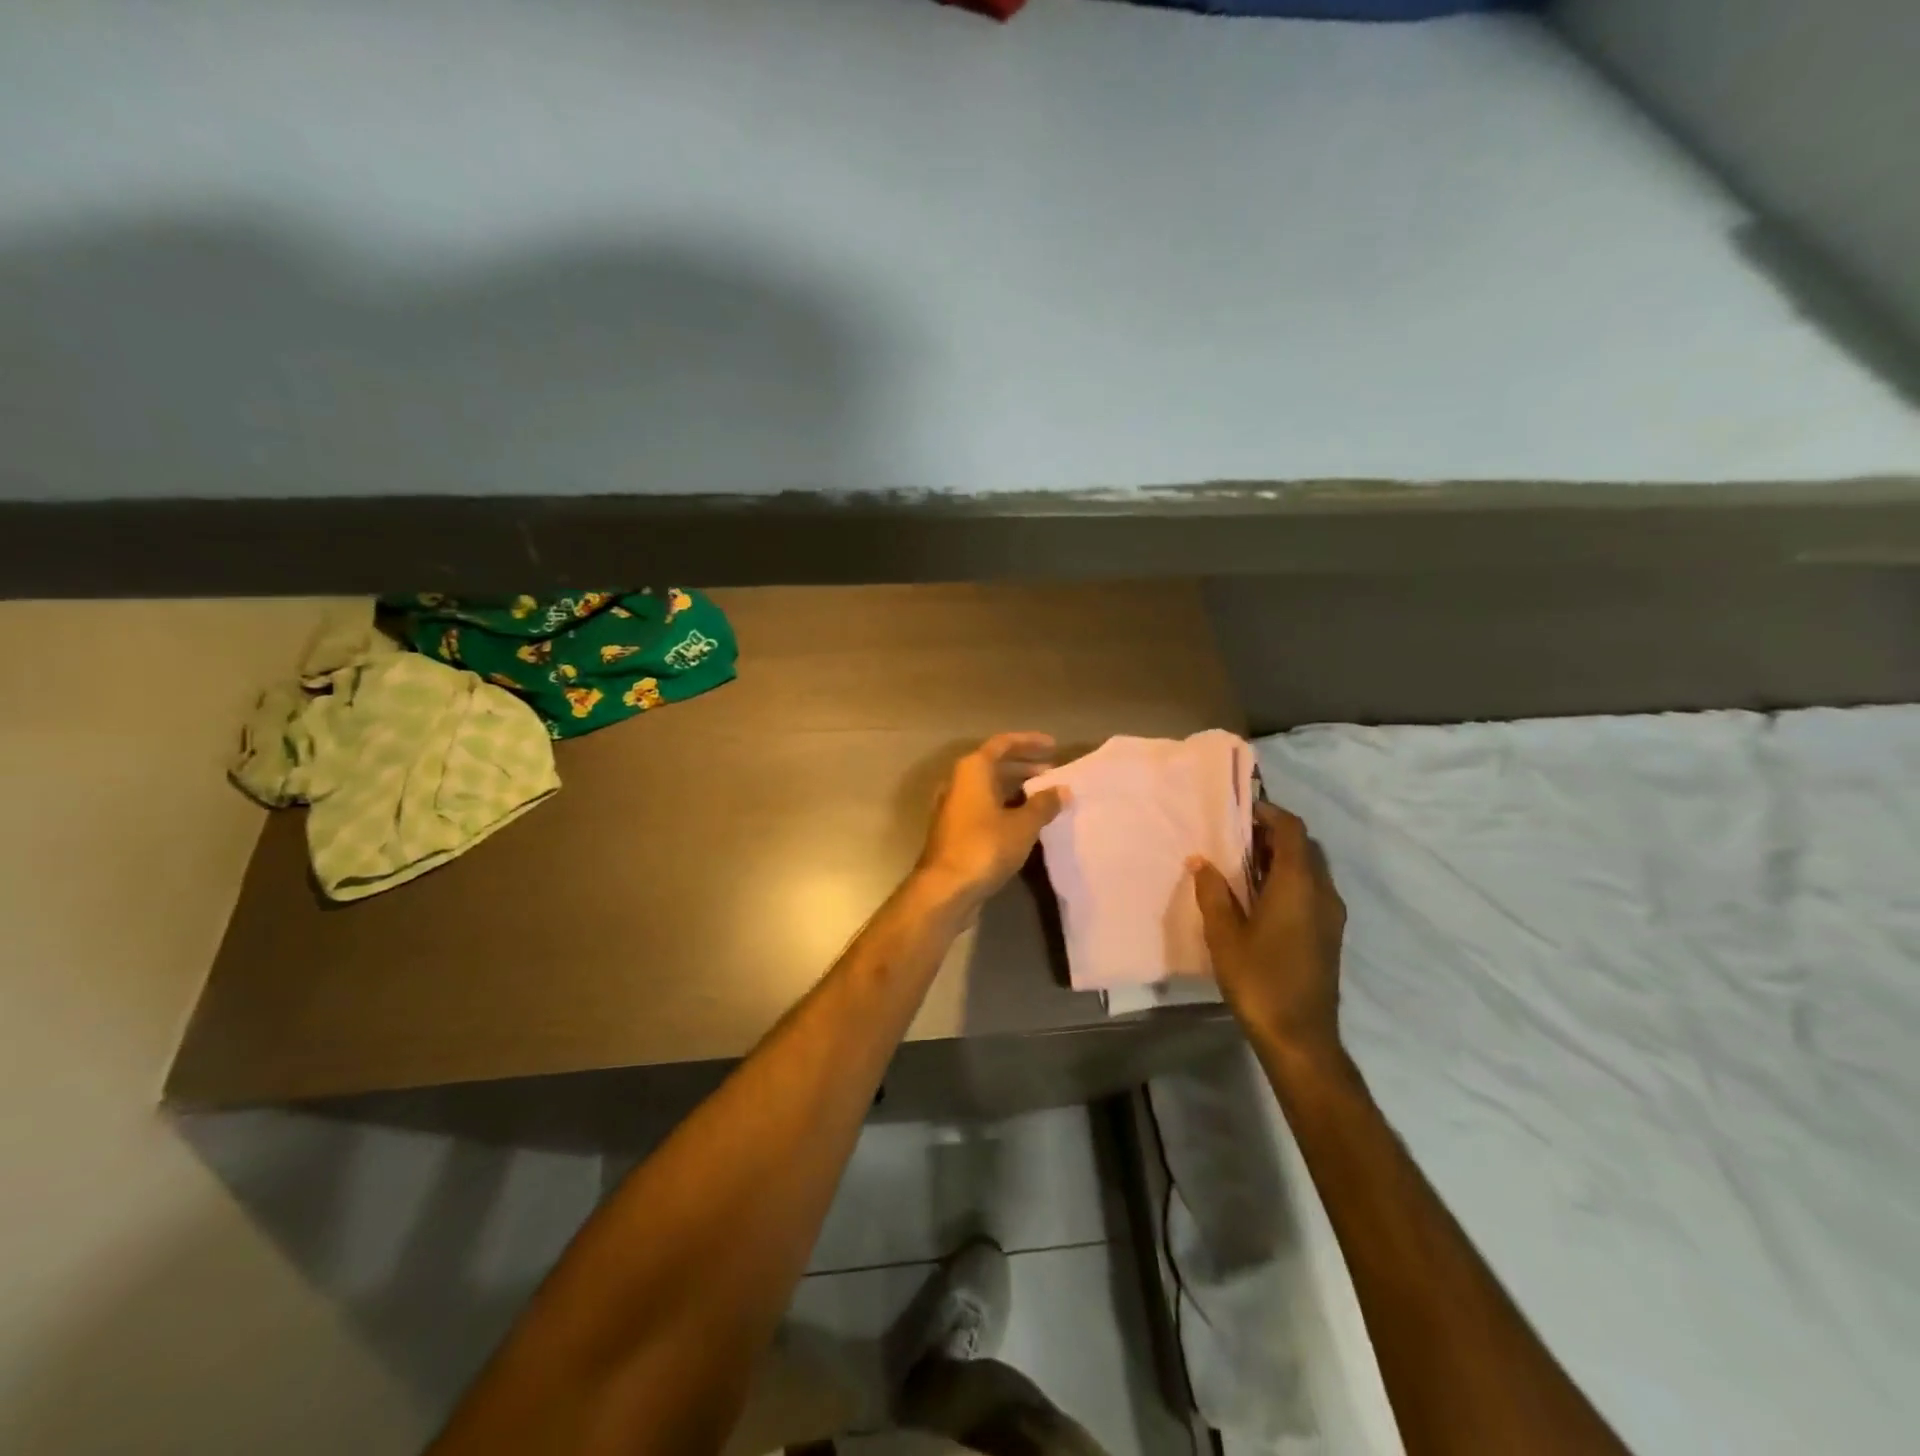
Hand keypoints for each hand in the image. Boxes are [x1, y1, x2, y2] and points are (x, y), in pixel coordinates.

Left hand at [915, 733, 1066, 908]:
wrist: (945, 888)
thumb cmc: (985, 847)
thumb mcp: (1022, 825)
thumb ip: (1044, 804)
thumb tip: (1062, 790)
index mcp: (972, 770)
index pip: (1003, 744)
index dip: (1029, 742)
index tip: (1054, 746)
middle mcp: (958, 782)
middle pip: (994, 765)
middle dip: (1024, 766)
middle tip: (1053, 774)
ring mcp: (953, 807)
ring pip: (988, 788)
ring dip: (1016, 789)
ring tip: (1044, 797)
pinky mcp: (954, 830)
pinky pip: (984, 807)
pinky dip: (1005, 807)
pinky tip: (1025, 821)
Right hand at [1190, 801, 1346, 1062]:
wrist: (1300, 1037)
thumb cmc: (1259, 980)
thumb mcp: (1224, 935)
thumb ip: (1213, 892)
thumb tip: (1202, 862)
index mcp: (1298, 884)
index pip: (1291, 830)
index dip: (1267, 813)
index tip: (1238, 811)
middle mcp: (1322, 892)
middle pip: (1303, 846)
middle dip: (1271, 835)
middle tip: (1234, 838)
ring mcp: (1330, 915)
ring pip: (1309, 869)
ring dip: (1280, 859)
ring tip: (1241, 866)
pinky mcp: (1329, 934)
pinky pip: (1311, 890)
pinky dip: (1288, 880)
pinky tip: (1259, 898)